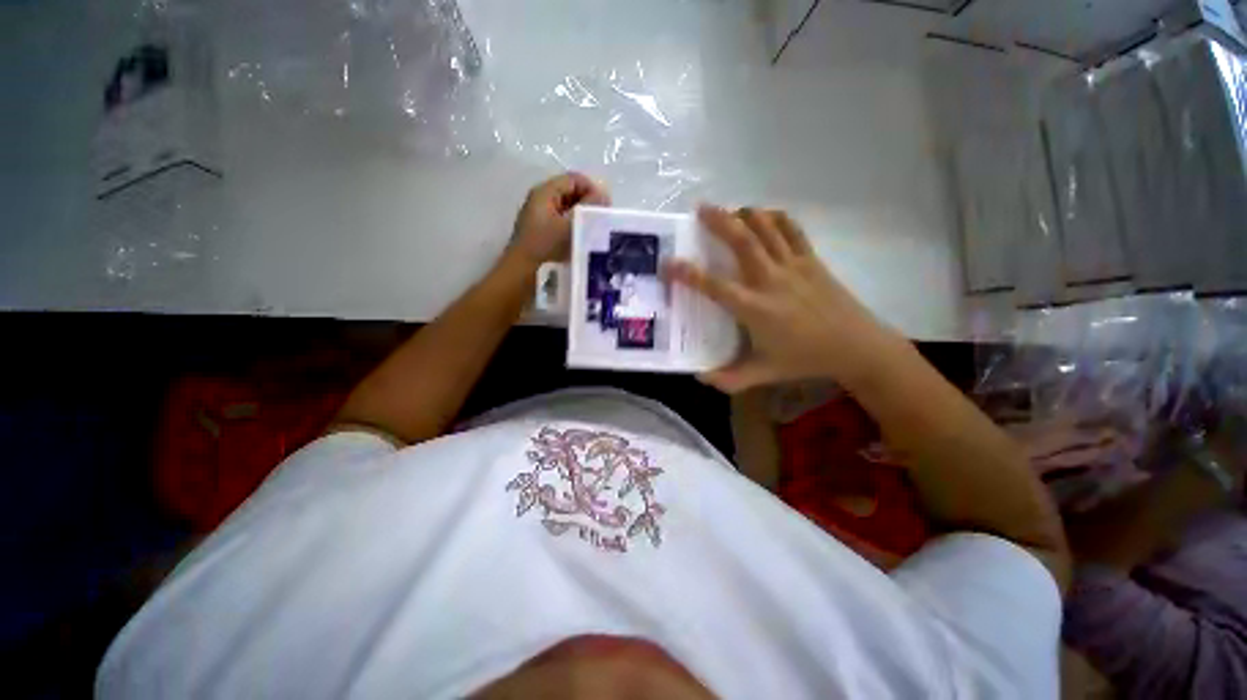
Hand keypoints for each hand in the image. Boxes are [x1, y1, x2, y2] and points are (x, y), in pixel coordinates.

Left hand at [507, 172, 609, 268]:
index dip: (593, 189)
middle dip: (589, 204)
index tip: (605, 209)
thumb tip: (604, 193)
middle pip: (571, 193)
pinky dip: (574, 228)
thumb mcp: (571, 225)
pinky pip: (563, 223)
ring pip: (568, 210)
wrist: (522, 276)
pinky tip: (582, 241)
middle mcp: (540, 200)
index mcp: (545, 192)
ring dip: (583, 218)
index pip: (575, 179)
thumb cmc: (546, 248)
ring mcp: (540, 218)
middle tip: (602, 222)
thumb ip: (588, 207)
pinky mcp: (541, 234)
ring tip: (595, 233)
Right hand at [665, 205, 902, 393]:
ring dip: (744, 214)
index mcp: (754, 308)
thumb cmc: (804, 359)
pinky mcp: (811, 259)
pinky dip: (776, 218)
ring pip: (766, 229)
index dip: (688, 274)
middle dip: (718, 221)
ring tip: (729, 209)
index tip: (668, 262)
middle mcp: (770, 280)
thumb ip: (729, 378)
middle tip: (700, 208)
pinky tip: (764, 215)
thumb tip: (699, 377)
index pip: (714, 286)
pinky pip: (792, 230)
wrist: (855, 346)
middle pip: (741, 241)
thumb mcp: (763, 374)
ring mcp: (793, 266)